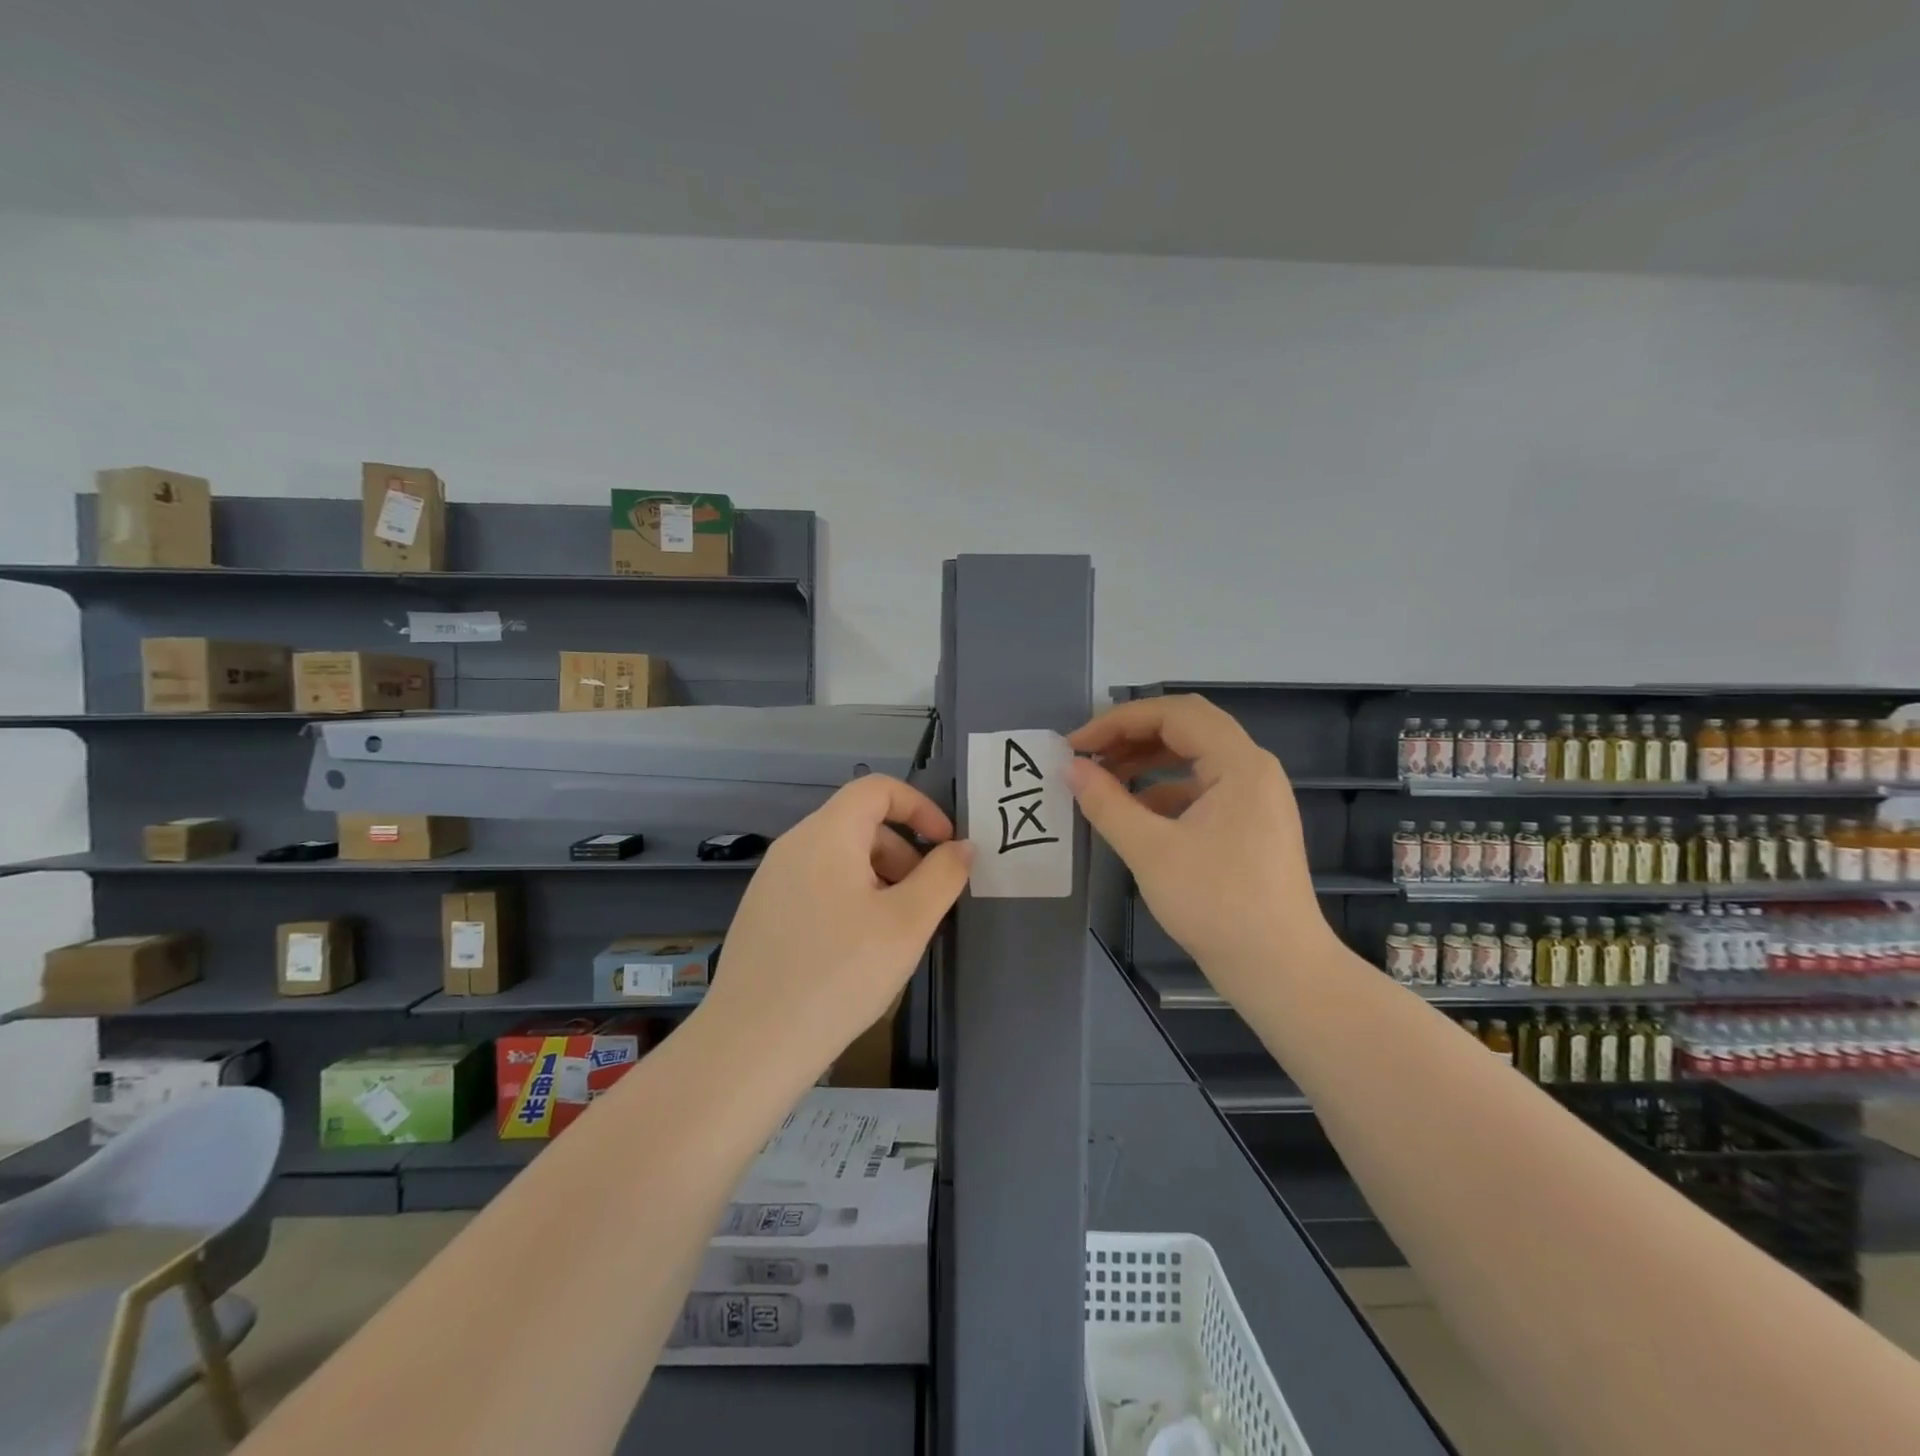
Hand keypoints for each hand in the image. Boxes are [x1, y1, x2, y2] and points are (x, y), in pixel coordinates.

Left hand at [702, 775, 972, 1080]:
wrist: (753, 1044)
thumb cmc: (840, 973)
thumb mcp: (908, 923)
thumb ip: (943, 876)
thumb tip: (962, 847)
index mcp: (826, 834)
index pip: (877, 789)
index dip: (920, 807)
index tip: (947, 846)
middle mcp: (793, 846)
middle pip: (860, 824)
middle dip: (903, 852)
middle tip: (925, 902)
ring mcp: (772, 881)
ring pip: (839, 858)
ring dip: (879, 879)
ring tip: (895, 932)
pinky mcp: (763, 913)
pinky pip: (817, 886)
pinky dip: (850, 899)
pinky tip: (857, 950)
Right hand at [1067, 695, 1334, 994]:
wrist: (1280, 970)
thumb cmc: (1216, 905)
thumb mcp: (1150, 851)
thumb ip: (1106, 803)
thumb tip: (1071, 769)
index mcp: (1239, 764)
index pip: (1173, 714)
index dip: (1118, 721)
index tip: (1076, 745)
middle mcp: (1253, 769)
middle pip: (1186, 728)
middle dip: (1132, 735)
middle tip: (1088, 755)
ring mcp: (1255, 797)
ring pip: (1193, 758)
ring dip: (1146, 761)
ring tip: (1102, 779)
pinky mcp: (1250, 824)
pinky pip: (1201, 788)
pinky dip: (1163, 790)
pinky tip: (1133, 812)